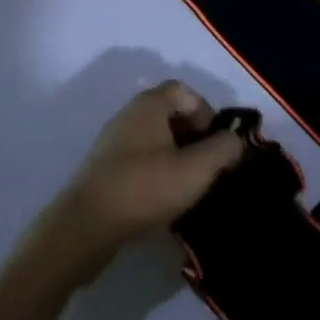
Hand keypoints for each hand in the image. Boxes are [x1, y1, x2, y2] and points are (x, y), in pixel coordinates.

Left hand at [36, 82, 243, 279]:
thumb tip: (235, 140)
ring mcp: (112, 144)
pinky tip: (164, 200)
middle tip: (207, 165)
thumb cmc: (145, 189)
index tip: (215, 143)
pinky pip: (139, 161)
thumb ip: (224, 149)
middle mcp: (128, 116)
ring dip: (176, 157)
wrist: (84, 229)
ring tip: (189, 185)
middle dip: (194, 136)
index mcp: (149, 105)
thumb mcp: (197, 169)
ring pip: (155, 140)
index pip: (185, 91)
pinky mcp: (103, 171)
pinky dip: (156, 172)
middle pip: (170, 114)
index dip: (206, 112)